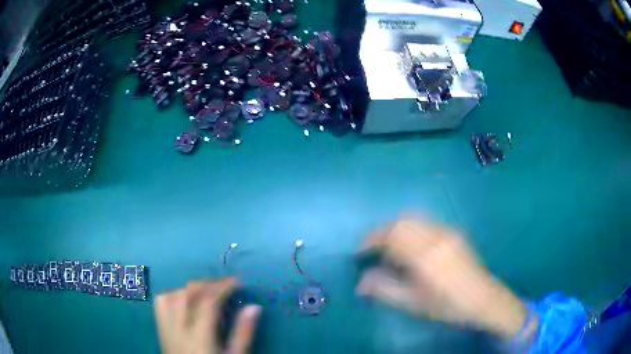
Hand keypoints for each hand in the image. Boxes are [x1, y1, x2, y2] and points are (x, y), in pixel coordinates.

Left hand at [154, 278, 260, 353]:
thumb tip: (254, 307)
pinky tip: (185, 299)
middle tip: (226, 286)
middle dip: (209, 284)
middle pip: (189, 292)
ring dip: (192, 288)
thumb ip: (243, 333)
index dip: (223, 286)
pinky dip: (175, 294)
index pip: (208, 301)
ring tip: (208, 291)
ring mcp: (166, 325)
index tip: (238, 282)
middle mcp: (179, 326)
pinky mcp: (161, 327)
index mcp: (199, 335)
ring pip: (174, 293)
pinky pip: (162, 301)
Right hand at [357, 218, 528, 338]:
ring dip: (396, 229)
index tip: (360, 252)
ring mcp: (447, 232)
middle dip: (382, 232)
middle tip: (373, 249)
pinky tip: (411, 246)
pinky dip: (411, 229)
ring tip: (390, 247)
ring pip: (414, 219)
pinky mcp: (454, 233)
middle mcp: (436, 238)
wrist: (482, 299)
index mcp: (426, 257)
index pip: (392, 237)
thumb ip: (385, 291)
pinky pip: (426, 223)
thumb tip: (360, 282)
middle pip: (401, 223)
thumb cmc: (447, 307)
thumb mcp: (413, 305)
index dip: (371, 241)